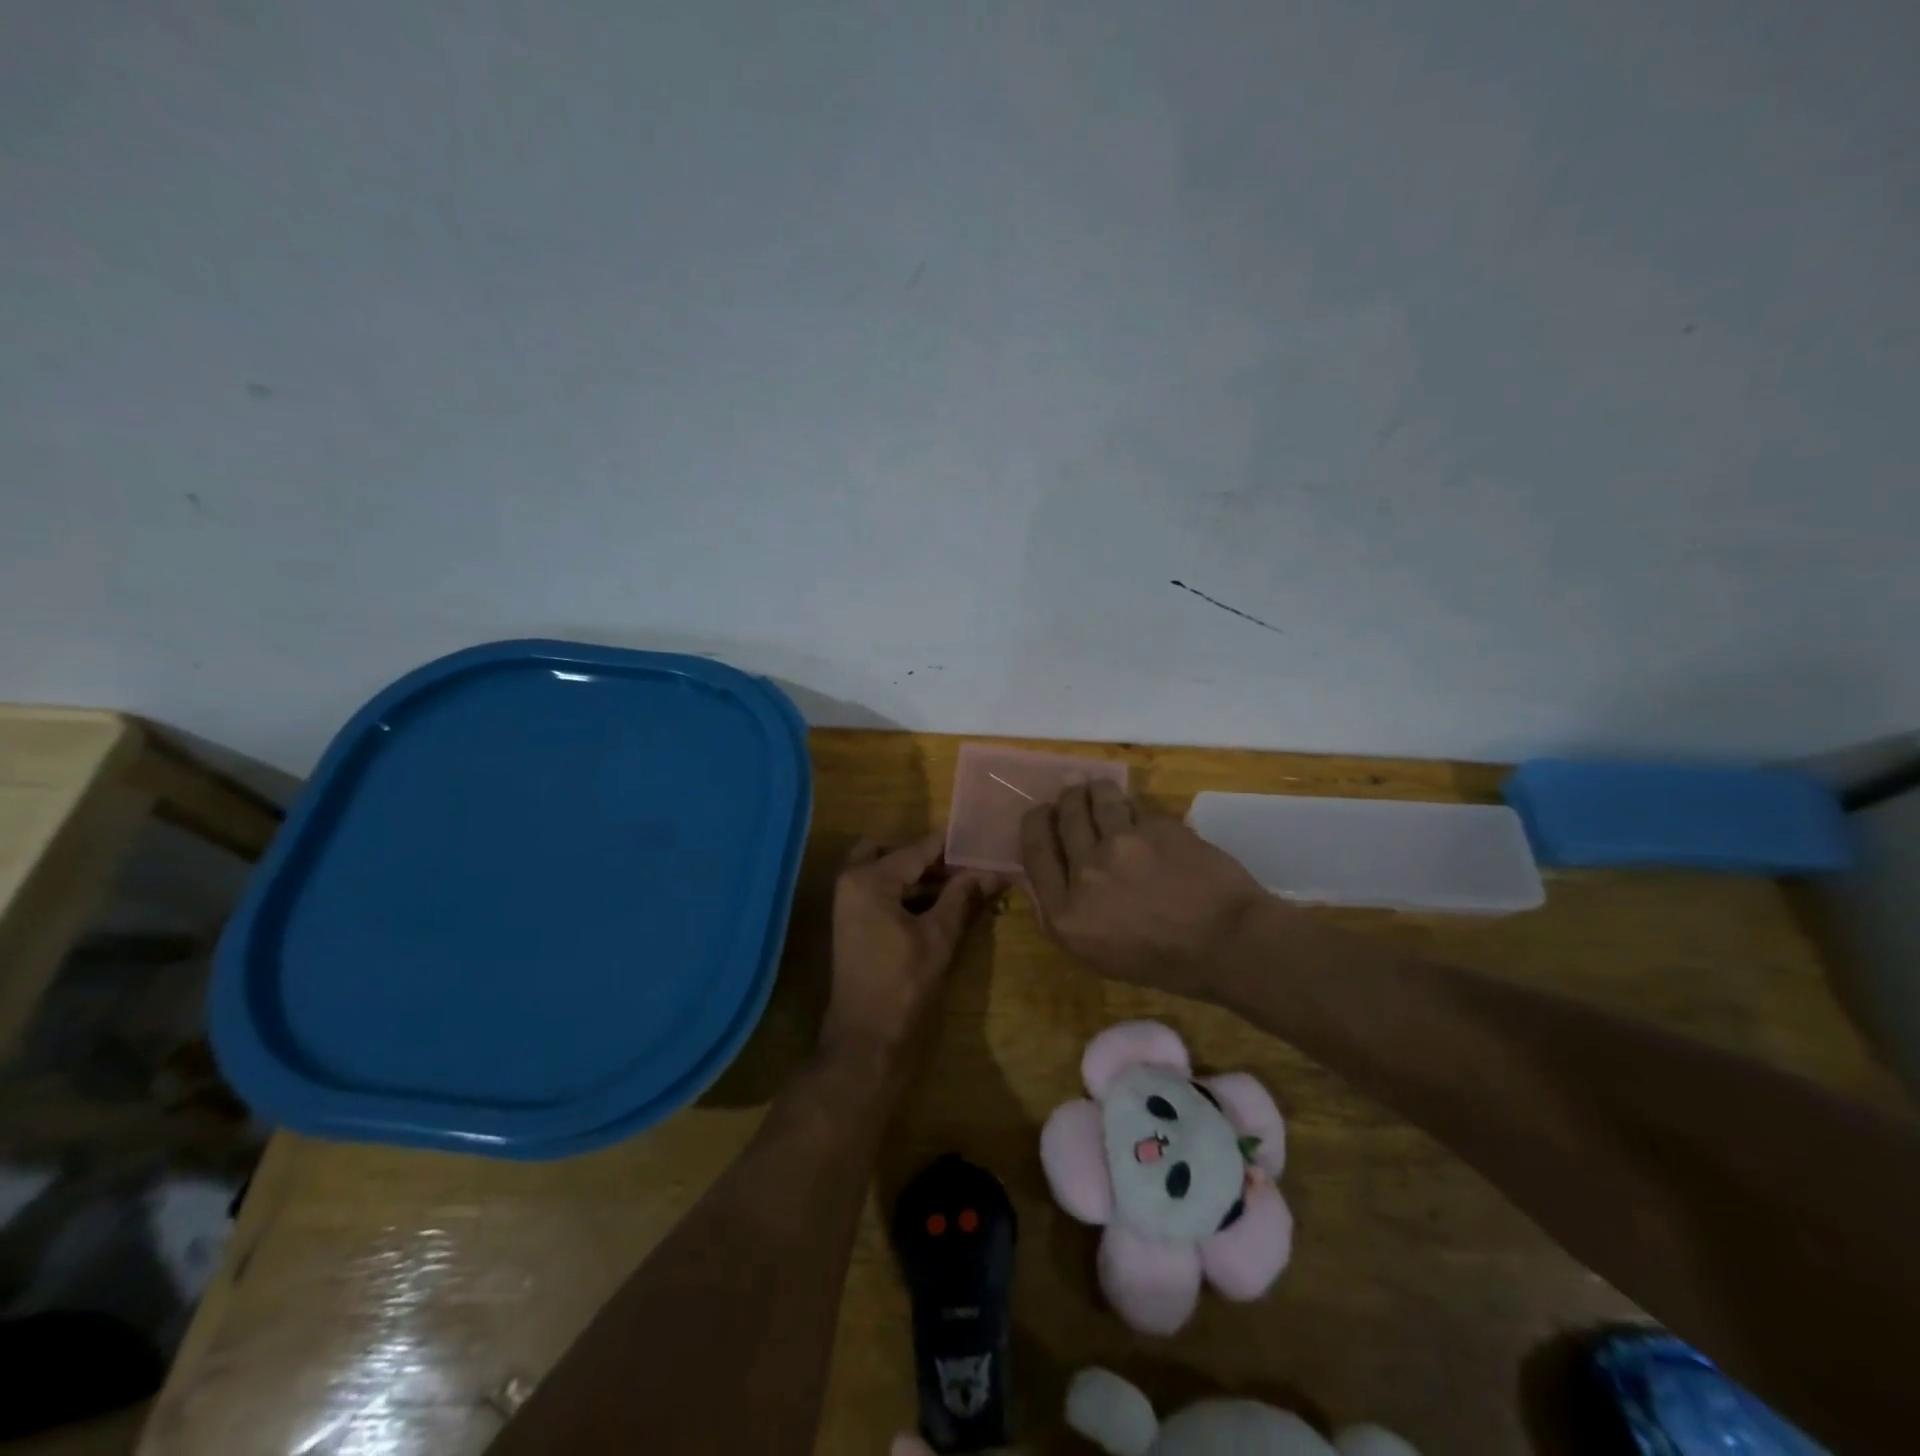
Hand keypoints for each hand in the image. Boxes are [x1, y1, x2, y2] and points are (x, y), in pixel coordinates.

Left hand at [822, 833, 1000, 1060]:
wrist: (866, 1036)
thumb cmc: (903, 982)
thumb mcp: (939, 935)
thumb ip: (962, 896)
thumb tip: (993, 870)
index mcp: (869, 878)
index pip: (917, 848)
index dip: (951, 847)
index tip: (982, 843)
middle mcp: (852, 880)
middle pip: (893, 851)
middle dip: (927, 856)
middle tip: (963, 865)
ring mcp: (848, 902)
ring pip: (886, 871)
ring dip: (919, 874)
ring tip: (961, 883)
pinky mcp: (853, 921)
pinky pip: (881, 891)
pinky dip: (906, 891)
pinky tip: (939, 903)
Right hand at [1019, 781, 1269, 998]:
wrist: (1227, 944)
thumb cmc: (1162, 962)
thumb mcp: (1096, 954)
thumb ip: (1064, 914)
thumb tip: (1046, 873)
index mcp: (1065, 911)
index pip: (1034, 849)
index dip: (1035, 823)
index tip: (1042, 814)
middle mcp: (1086, 871)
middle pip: (1063, 816)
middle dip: (1065, 799)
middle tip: (1071, 792)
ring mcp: (1122, 844)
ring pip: (1097, 798)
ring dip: (1094, 789)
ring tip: (1097, 788)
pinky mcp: (1157, 827)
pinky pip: (1136, 808)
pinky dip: (1134, 809)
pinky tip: (1140, 816)